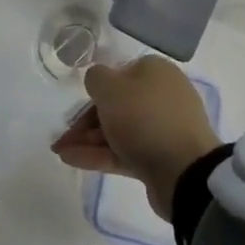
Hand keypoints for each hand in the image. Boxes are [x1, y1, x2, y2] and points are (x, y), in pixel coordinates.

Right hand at [51, 54, 220, 219]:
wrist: (184, 172)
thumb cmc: (144, 118)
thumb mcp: (109, 88)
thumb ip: (95, 78)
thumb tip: (98, 82)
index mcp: (155, 72)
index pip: (118, 75)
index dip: (94, 91)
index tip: (74, 106)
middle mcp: (162, 96)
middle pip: (116, 105)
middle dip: (85, 121)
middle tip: (62, 136)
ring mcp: (163, 129)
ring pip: (118, 130)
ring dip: (87, 139)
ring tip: (59, 151)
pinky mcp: (160, 158)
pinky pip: (124, 151)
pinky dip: (98, 154)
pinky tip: (72, 160)